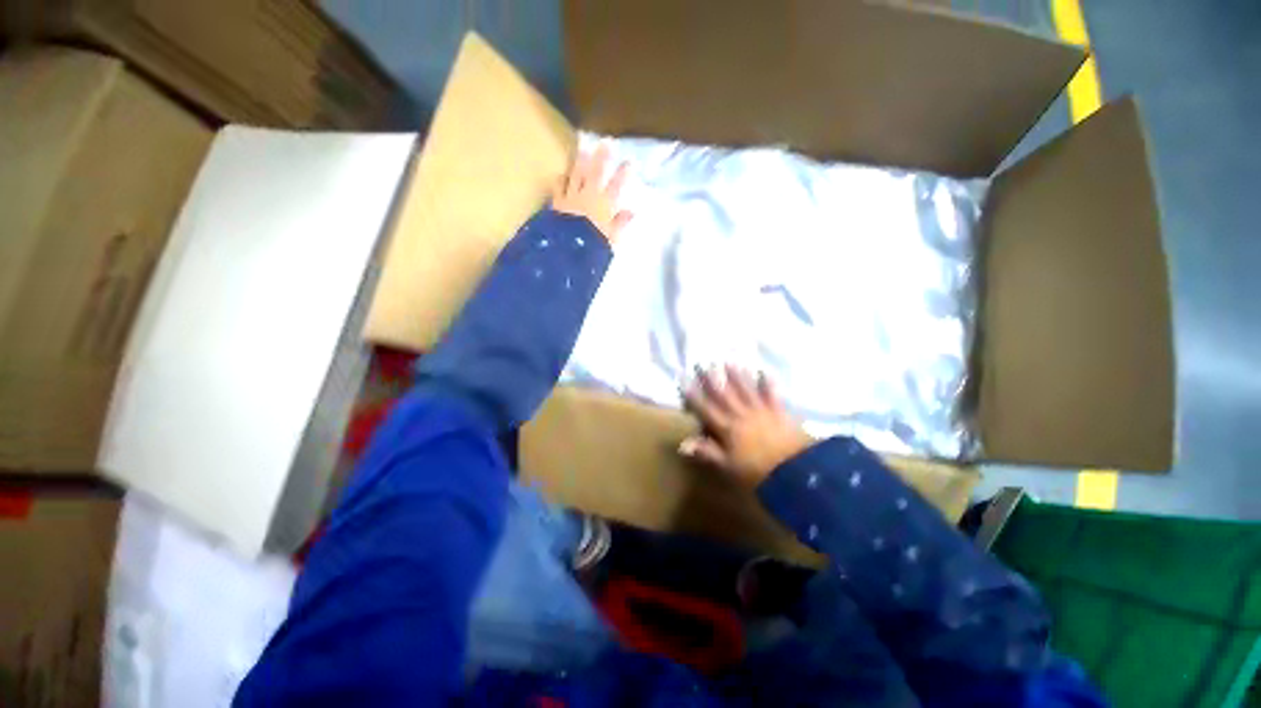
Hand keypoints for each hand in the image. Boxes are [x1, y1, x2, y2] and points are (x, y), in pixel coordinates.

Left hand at [552, 144, 632, 243]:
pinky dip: (560, 179)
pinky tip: (561, 173)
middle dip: (602, 157)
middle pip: (596, 173)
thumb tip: (631, 212)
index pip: (616, 186)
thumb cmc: (593, 245)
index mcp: (604, 205)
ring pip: (577, 174)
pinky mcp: (558, 202)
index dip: (623, 173)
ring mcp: (572, 197)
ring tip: (583, 147)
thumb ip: (620, 223)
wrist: (568, 249)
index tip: (629, 161)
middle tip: (606, 142)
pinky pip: (559, 187)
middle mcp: (589, 196)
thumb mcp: (611, 238)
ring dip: (580, 160)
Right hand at [680, 366, 813, 488]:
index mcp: (727, 428)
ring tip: (727, 362)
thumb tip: (682, 444)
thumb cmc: (757, 472)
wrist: (796, 471)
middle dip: (711, 379)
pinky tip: (764, 372)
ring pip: (744, 389)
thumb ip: (707, 452)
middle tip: (703, 363)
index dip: (693, 396)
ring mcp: (760, 410)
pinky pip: (771, 394)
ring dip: (735, 375)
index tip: (684, 381)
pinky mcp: (778, 411)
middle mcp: (741, 414)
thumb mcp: (729, 467)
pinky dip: (767, 383)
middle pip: (723, 394)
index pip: (705, 409)